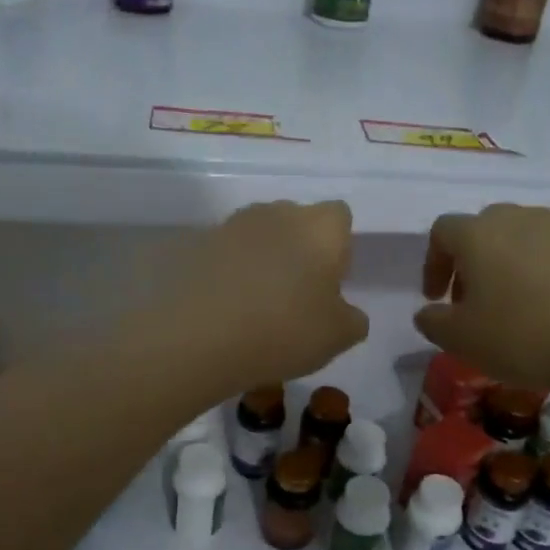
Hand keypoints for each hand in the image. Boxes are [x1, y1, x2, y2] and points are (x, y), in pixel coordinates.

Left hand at [160, 200, 368, 391]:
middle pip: (297, 222)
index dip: (338, 248)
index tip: (330, 282)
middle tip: (295, 296)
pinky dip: (230, 274)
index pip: (339, 217)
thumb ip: (352, 319)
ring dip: (263, 261)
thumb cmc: (284, 330)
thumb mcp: (338, 337)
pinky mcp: (198, 245)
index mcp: (320, 227)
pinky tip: (227, 309)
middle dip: (299, 250)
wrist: (198, 336)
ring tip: (257, 306)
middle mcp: (277, 213)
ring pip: (259, 237)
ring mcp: (233, 225)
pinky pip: (226, 255)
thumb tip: (344, 312)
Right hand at [414, 204, 549, 395]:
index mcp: (478, 233)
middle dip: (469, 262)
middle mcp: (517, 219)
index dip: (432, 263)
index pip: (442, 232)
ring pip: (518, 239)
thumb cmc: (522, 335)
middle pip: (482, 229)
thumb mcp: (460, 339)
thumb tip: (429, 312)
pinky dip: (537, 275)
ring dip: (503, 267)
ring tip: (507, 308)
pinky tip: (544, 312)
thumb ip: (433, 322)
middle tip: (468, 301)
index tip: (435, 298)